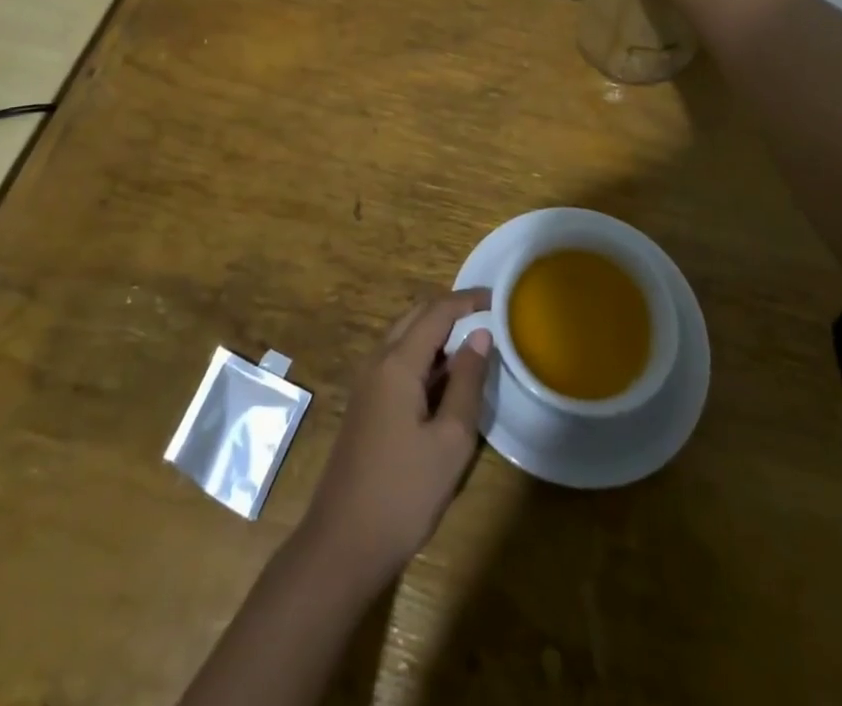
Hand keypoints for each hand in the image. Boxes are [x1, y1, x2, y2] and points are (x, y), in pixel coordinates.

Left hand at [297, 290, 491, 593]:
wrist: (343, 542)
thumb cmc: (404, 492)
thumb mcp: (450, 440)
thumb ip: (467, 383)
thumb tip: (481, 336)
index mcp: (397, 363)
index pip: (436, 312)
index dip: (467, 300)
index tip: (498, 298)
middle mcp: (377, 361)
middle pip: (415, 316)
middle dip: (451, 310)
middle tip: (488, 317)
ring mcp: (367, 383)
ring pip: (404, 338)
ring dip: (436, 333)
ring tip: (474, 345)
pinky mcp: (366, 404)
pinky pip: (397, 361)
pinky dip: (424, 356)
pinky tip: (446, 379)